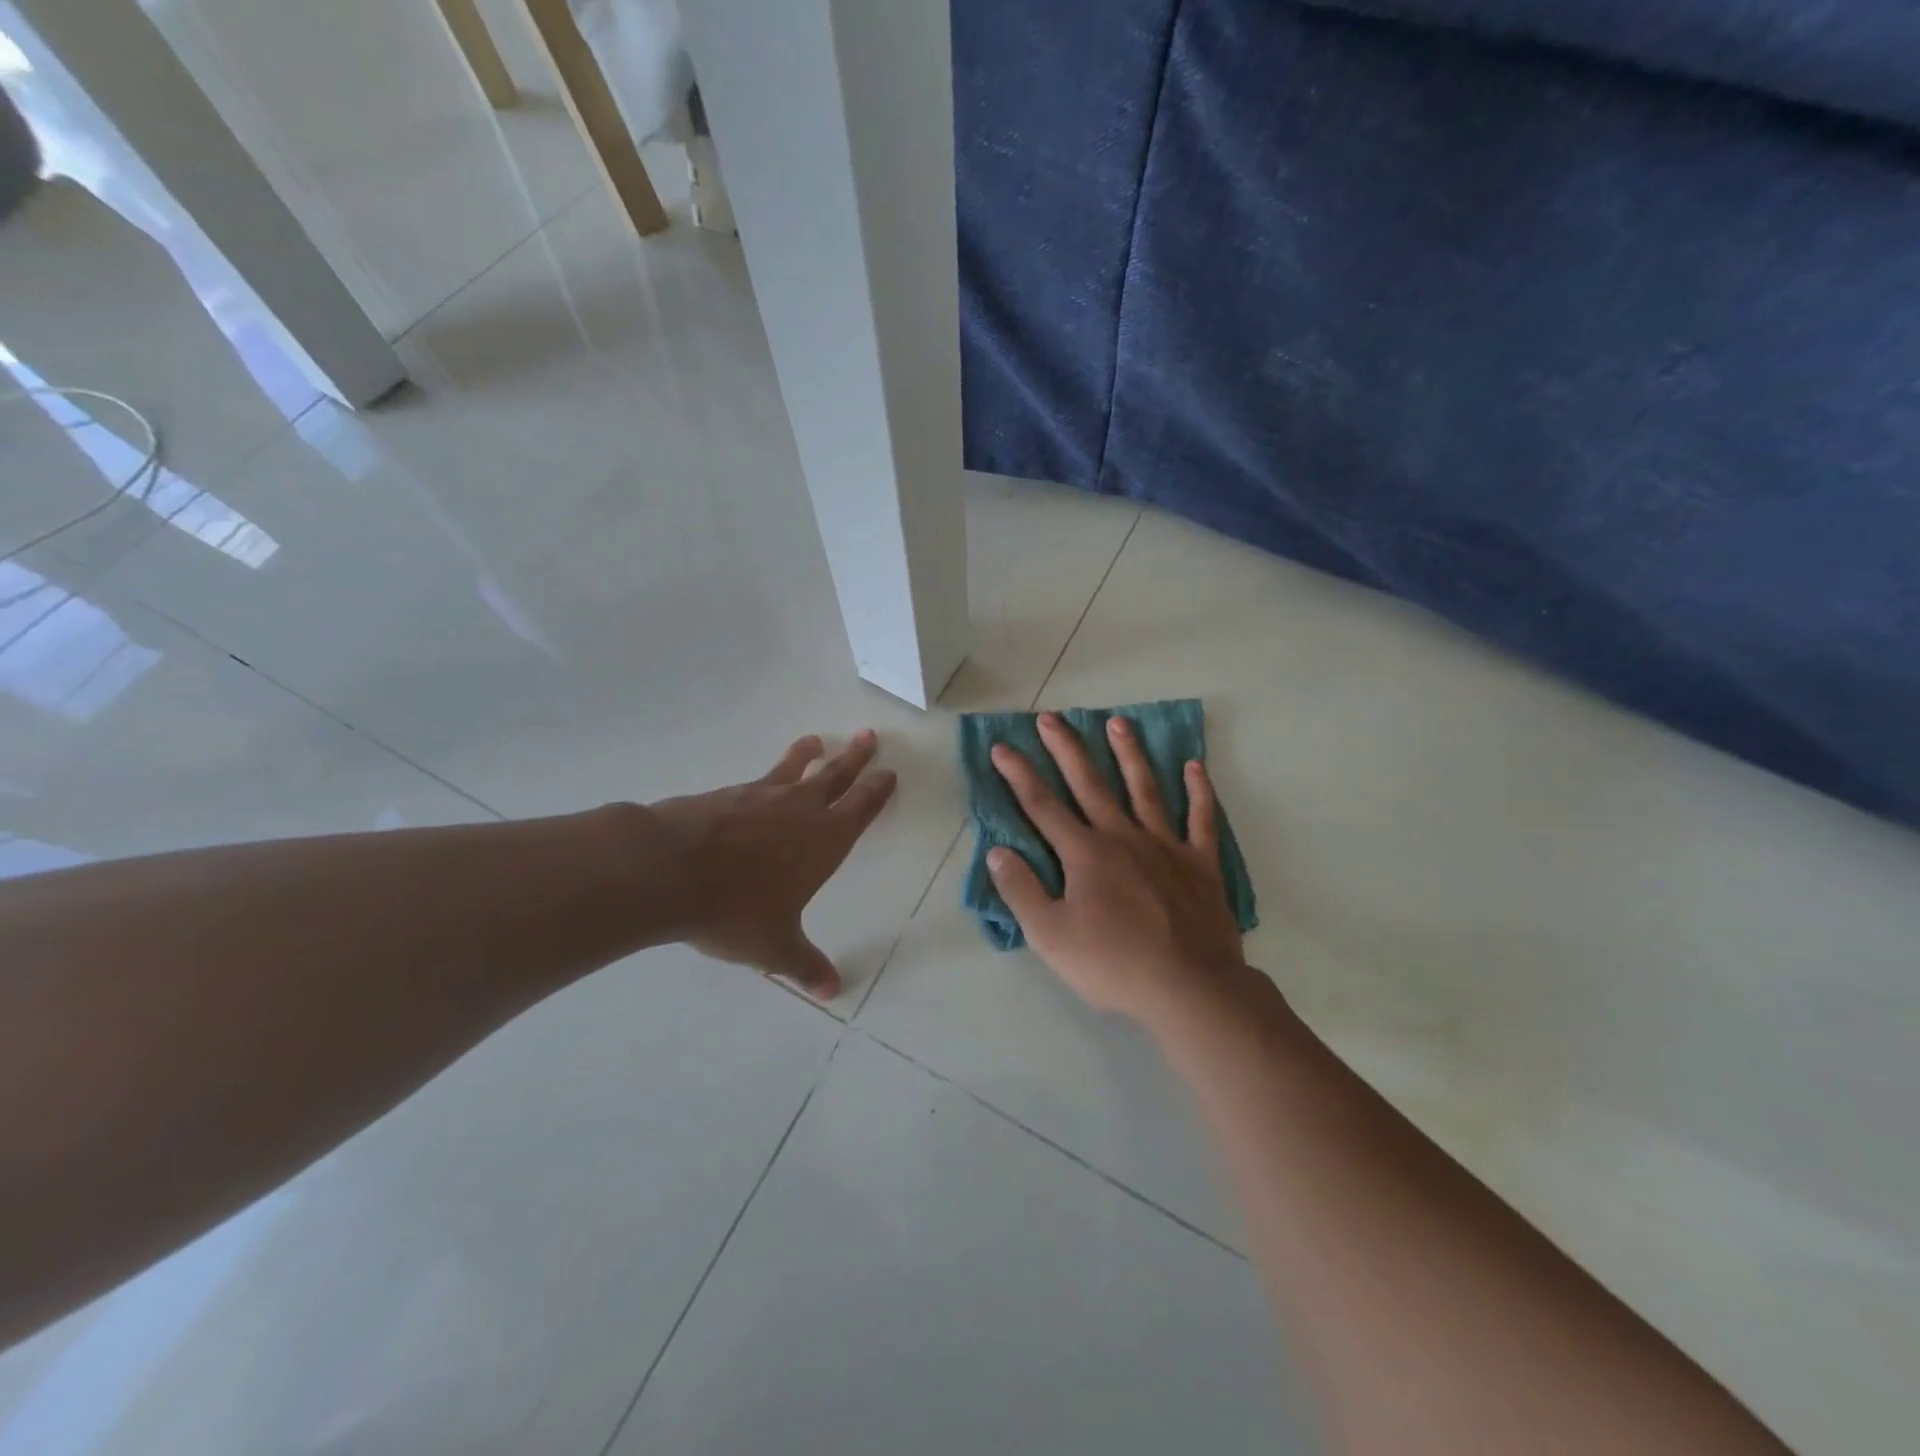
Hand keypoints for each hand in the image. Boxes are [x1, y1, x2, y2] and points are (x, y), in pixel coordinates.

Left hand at [653, 730, 895, 999]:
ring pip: (794, 769)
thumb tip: (832, 991)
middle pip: (835, 776)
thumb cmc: (735, 909)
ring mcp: (761, 797)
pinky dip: (768, 775)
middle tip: (869, 736)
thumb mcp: (774, 946)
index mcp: (824, 841)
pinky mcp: (726, 795)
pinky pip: (758, 780)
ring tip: (815, 740)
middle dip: (855, 758)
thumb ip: (804, 964)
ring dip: (808, 755)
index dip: (877, 790)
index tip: (889, 772)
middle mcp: (799, 810)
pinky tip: (760, 782)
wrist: (668, 870)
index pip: (861, 808)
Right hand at [988, 713, 1248, 1028]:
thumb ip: (1021, 891)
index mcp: (1084, 854)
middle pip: (1089, 783)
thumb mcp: (1050, 936)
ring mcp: (1166, 845)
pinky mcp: (1200, 862)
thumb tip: (997, 851)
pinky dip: (1199, 791)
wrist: (1190, 987)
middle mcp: (1122, 836)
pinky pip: (1201, 818)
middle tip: (1050, 717)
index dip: (1018, 775)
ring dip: (1129, 754)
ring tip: (1118, 722)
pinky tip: (1194, 766)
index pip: (1042, 806)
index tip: (1002, 747)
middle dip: (1066, 749)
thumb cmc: (1114, 964)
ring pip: (1144, 788)